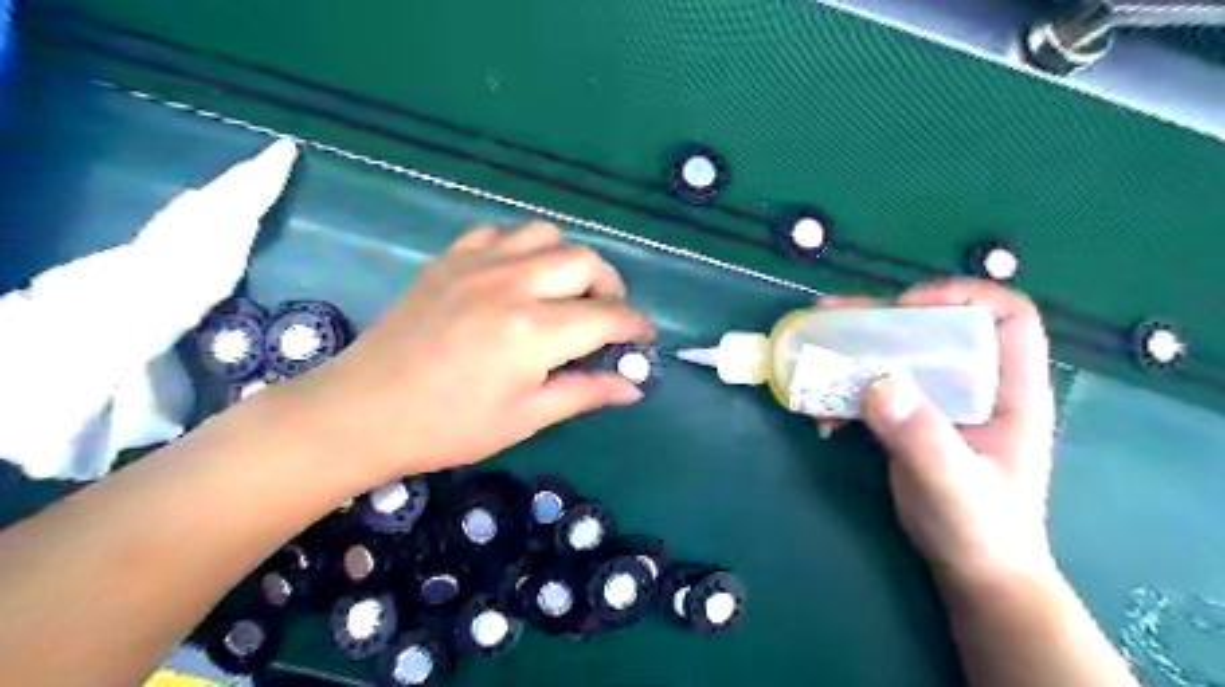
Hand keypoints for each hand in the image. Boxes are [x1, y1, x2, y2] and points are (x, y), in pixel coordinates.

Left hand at [280, 222, 655, 480]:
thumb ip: (585, 392)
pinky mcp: (450, 259)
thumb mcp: (526, 417)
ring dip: (568, 261)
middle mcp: (513, 284)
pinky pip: (500, 233)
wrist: (363, 411)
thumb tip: (633, 386)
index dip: (636, 327)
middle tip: (604, 318)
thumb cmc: (449, 426)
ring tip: (563, 292)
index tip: (644, 339)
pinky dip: (522, 249)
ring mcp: (478, 264)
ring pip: (547, 235)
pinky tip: (516, 277)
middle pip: (586, 261)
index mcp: (535, 331)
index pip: (609, 316)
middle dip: (610, 288)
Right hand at [818, 280, 1057, 590]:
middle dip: (882, 318)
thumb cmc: (981, 529)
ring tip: (812, 351)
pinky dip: (843, 390)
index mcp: (1010, 390)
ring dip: (852, 350)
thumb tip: (876, 381)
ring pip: (897, 354)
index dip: (960, 297)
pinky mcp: (909, 418)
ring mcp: (938, 401)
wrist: (972, 571)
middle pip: (934, 327)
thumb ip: (920, 436)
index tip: (905, 310)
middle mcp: (975, 384)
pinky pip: (873, 387)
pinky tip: (821, 412)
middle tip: (831, 318)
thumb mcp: (953, 484)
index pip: (1006, 316)